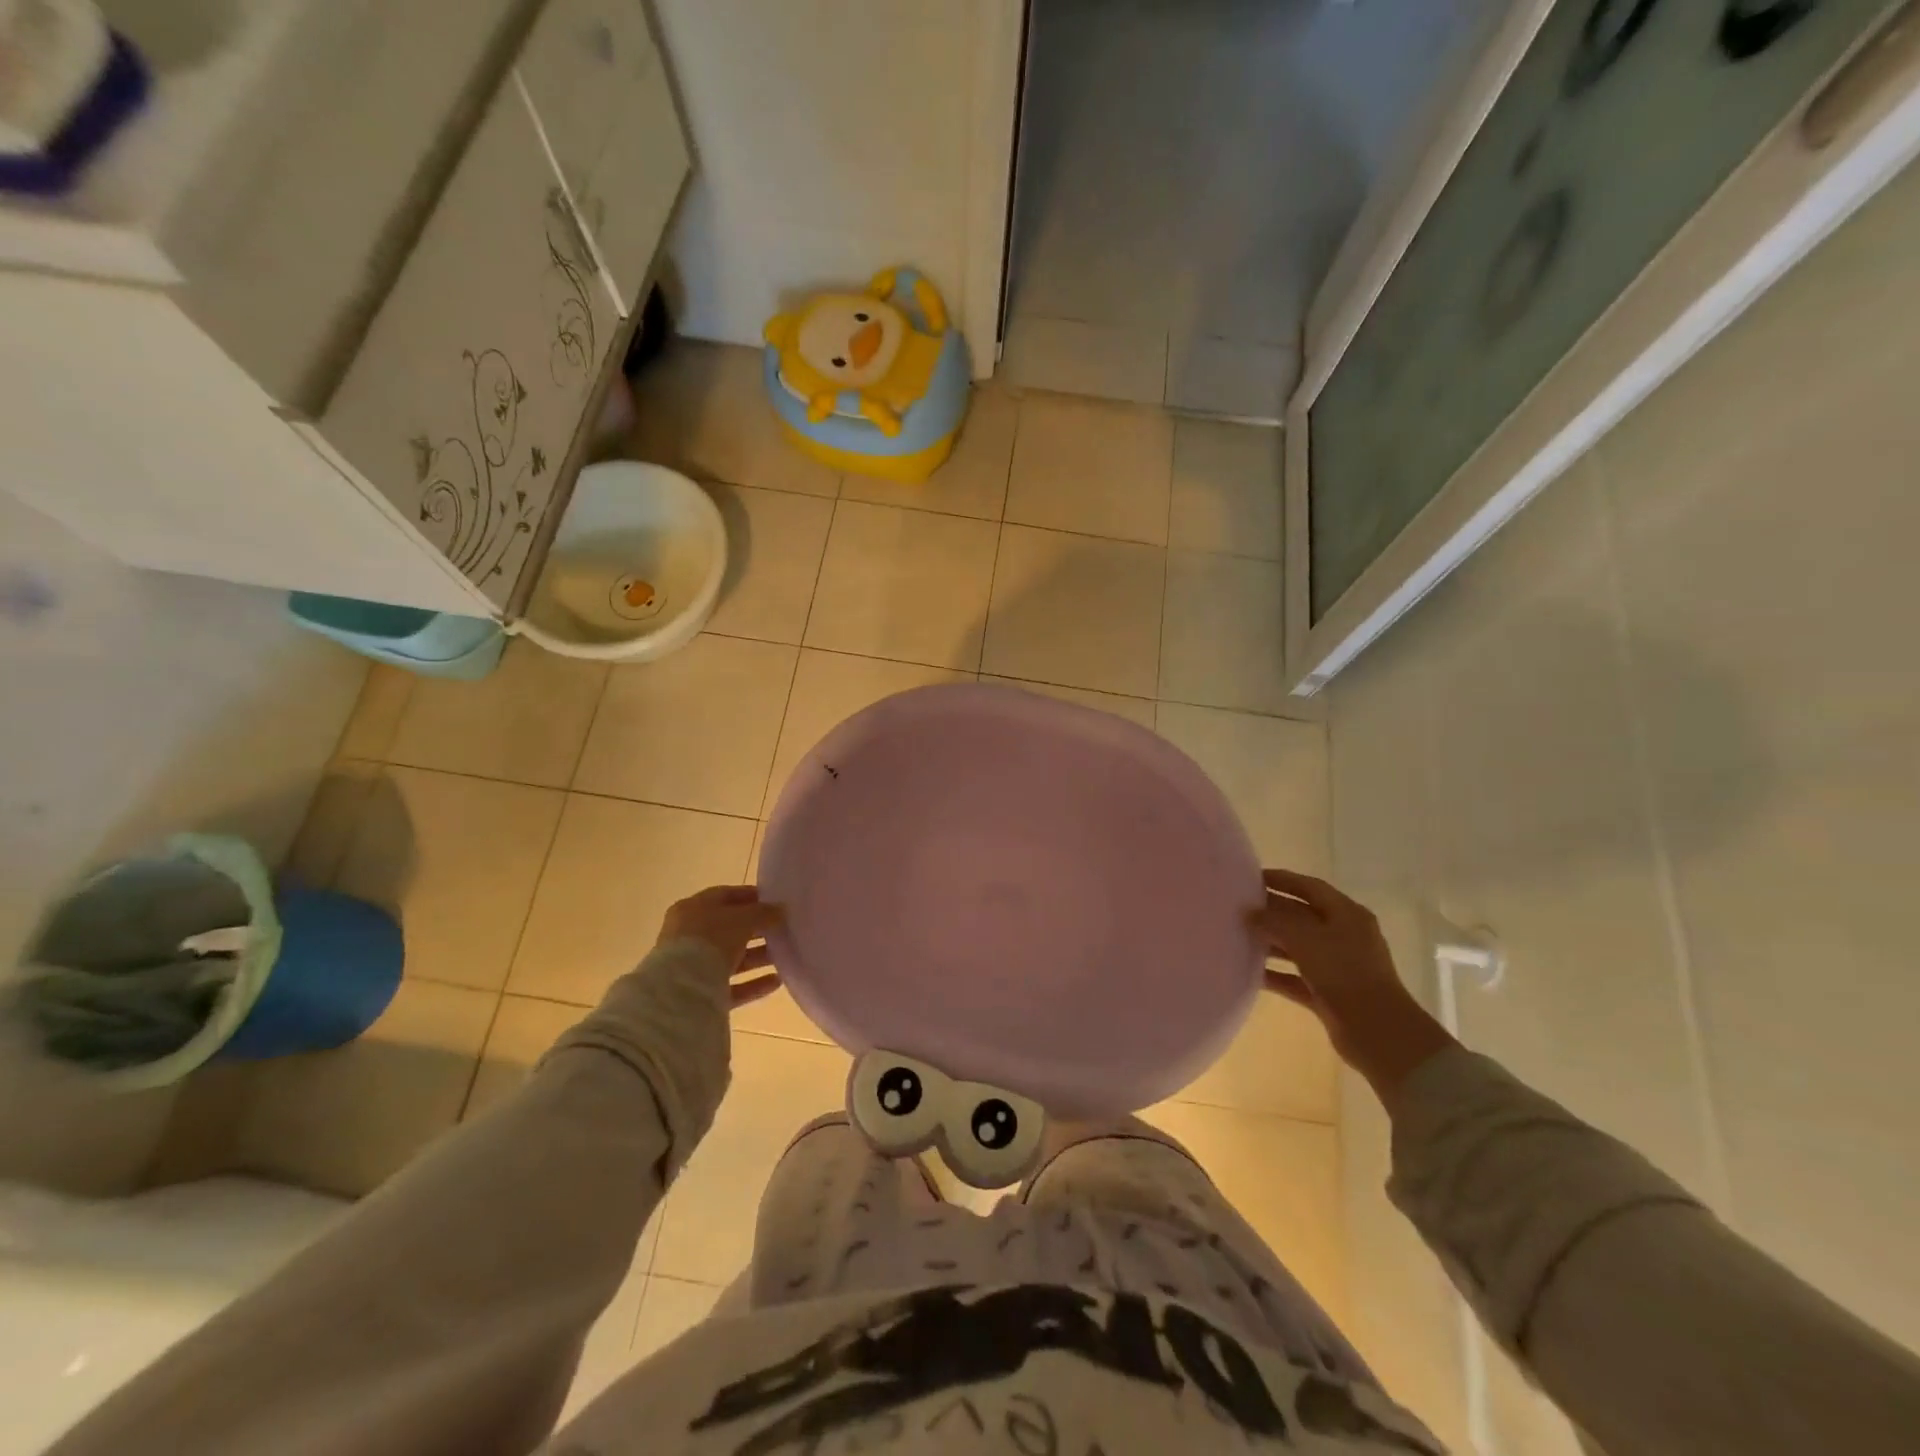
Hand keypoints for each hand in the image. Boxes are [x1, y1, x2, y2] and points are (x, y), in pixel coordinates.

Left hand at [657, 885, 783, 1008]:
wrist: (681, 988)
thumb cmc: (711, 939)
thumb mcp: (742, 918)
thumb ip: (763, 912)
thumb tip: (780, 910)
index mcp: (693, 908)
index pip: (726, 896)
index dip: (752, 897)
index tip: (776, 902)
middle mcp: (689, 935)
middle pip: (729, 929)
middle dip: (757, 930)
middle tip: (783, 931)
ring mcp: (693, 966)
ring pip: (731, 958)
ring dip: (758, 957)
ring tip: (784, 957)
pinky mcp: (700, 994)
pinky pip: (731, 986)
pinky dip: (753, 983)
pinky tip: (777, 981)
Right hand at [1252, 868, 1456, 1104]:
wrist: (1377, 1031)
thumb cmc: (1344, 972)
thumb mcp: (1305, 939)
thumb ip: (1274, 921)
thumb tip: (1249, 912)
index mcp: (1347, 914)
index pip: (1310, 887)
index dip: (1281, 880)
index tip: (1250, 877)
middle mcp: (1344, 935)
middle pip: (1301, 916)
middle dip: (1271, 912)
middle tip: (1238, 908)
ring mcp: (1337, 966)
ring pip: (1297, 947)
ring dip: (1270, 943)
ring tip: (1237, 937)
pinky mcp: (1328, 993)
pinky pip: (1295, 977)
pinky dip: (1275, 974)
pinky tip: (1249, 973)